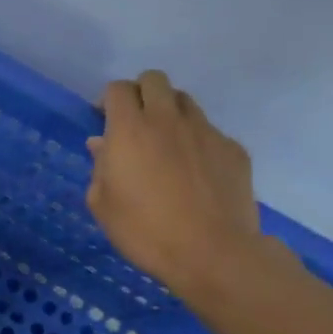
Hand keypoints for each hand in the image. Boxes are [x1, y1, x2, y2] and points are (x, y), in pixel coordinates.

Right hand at [86, 70, 268, 299]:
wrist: (212, 253)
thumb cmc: (144, 230)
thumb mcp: (102, 204)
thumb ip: (100, 167)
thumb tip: (102, 144)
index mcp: (130, 130)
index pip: (118, 89)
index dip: (109, 99)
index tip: (104, 119)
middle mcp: (168, 120)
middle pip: (155, 80)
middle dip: (141, 92)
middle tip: (135, 122)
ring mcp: (206, 132)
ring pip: (185, 102)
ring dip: (170, 112)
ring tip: (165, 143)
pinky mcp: (233, 149)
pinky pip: (210, 132)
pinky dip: (197, 141)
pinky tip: (194, 171)